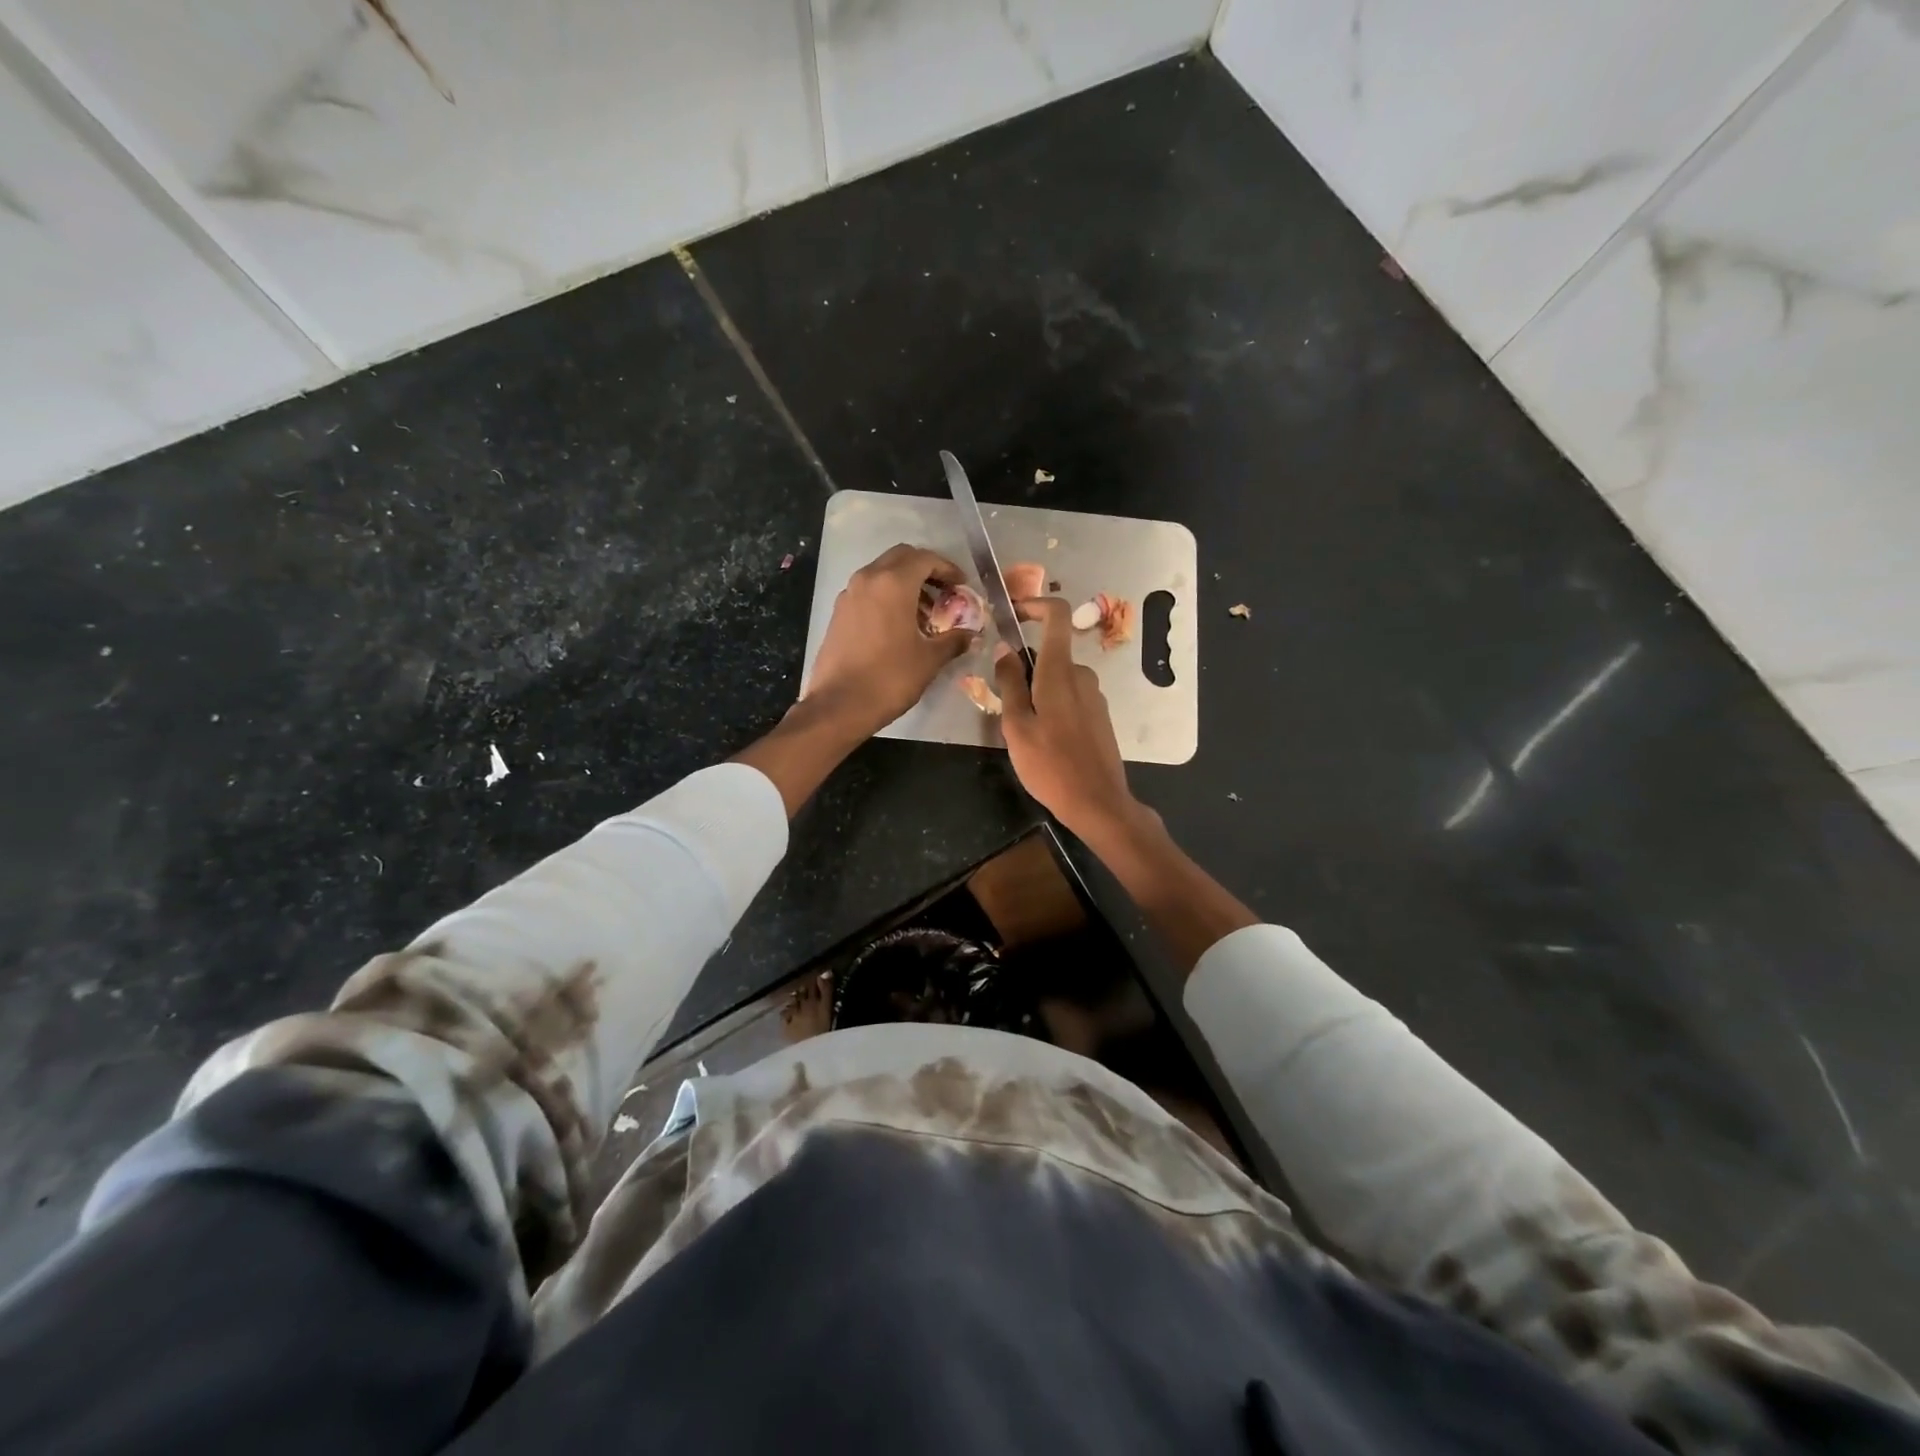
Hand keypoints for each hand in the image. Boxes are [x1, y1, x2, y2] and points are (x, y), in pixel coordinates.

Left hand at [803, 544, 973, 735]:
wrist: (839, 706)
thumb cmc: (890, 678)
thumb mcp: (929, 660)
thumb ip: (954, 640)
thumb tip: (971, 634)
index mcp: (893, 583)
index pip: (926, 559)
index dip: (948, 569)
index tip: (961, 586)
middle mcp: (868, 579)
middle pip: (901, 558)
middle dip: (926, 570)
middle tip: (944, 593)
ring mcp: (849, 594)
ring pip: (882, 573)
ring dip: (905, 583)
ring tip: (924, 612)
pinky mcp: (839, 612)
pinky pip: (868, 591)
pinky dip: (887, 596)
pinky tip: (899, 624)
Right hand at [994, 597, 1144, 838]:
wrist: (1098, 802)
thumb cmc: (1050, 765)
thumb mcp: (1017, 726)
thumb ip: (1009, 684)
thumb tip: (1004, 649)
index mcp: (1060, 672)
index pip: (1056, 616)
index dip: (1035, 605)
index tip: (1012, 614)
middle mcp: (1082, 676)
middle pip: (1050, 654)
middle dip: (1024, 669)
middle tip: (1004, 705)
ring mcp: (1095, 696)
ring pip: (1058, 679)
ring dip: (1037, 692)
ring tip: (1022, 731)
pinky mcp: (1100, 715)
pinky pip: (1070, 697)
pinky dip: (1052, 706)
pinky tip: (1044, 741)